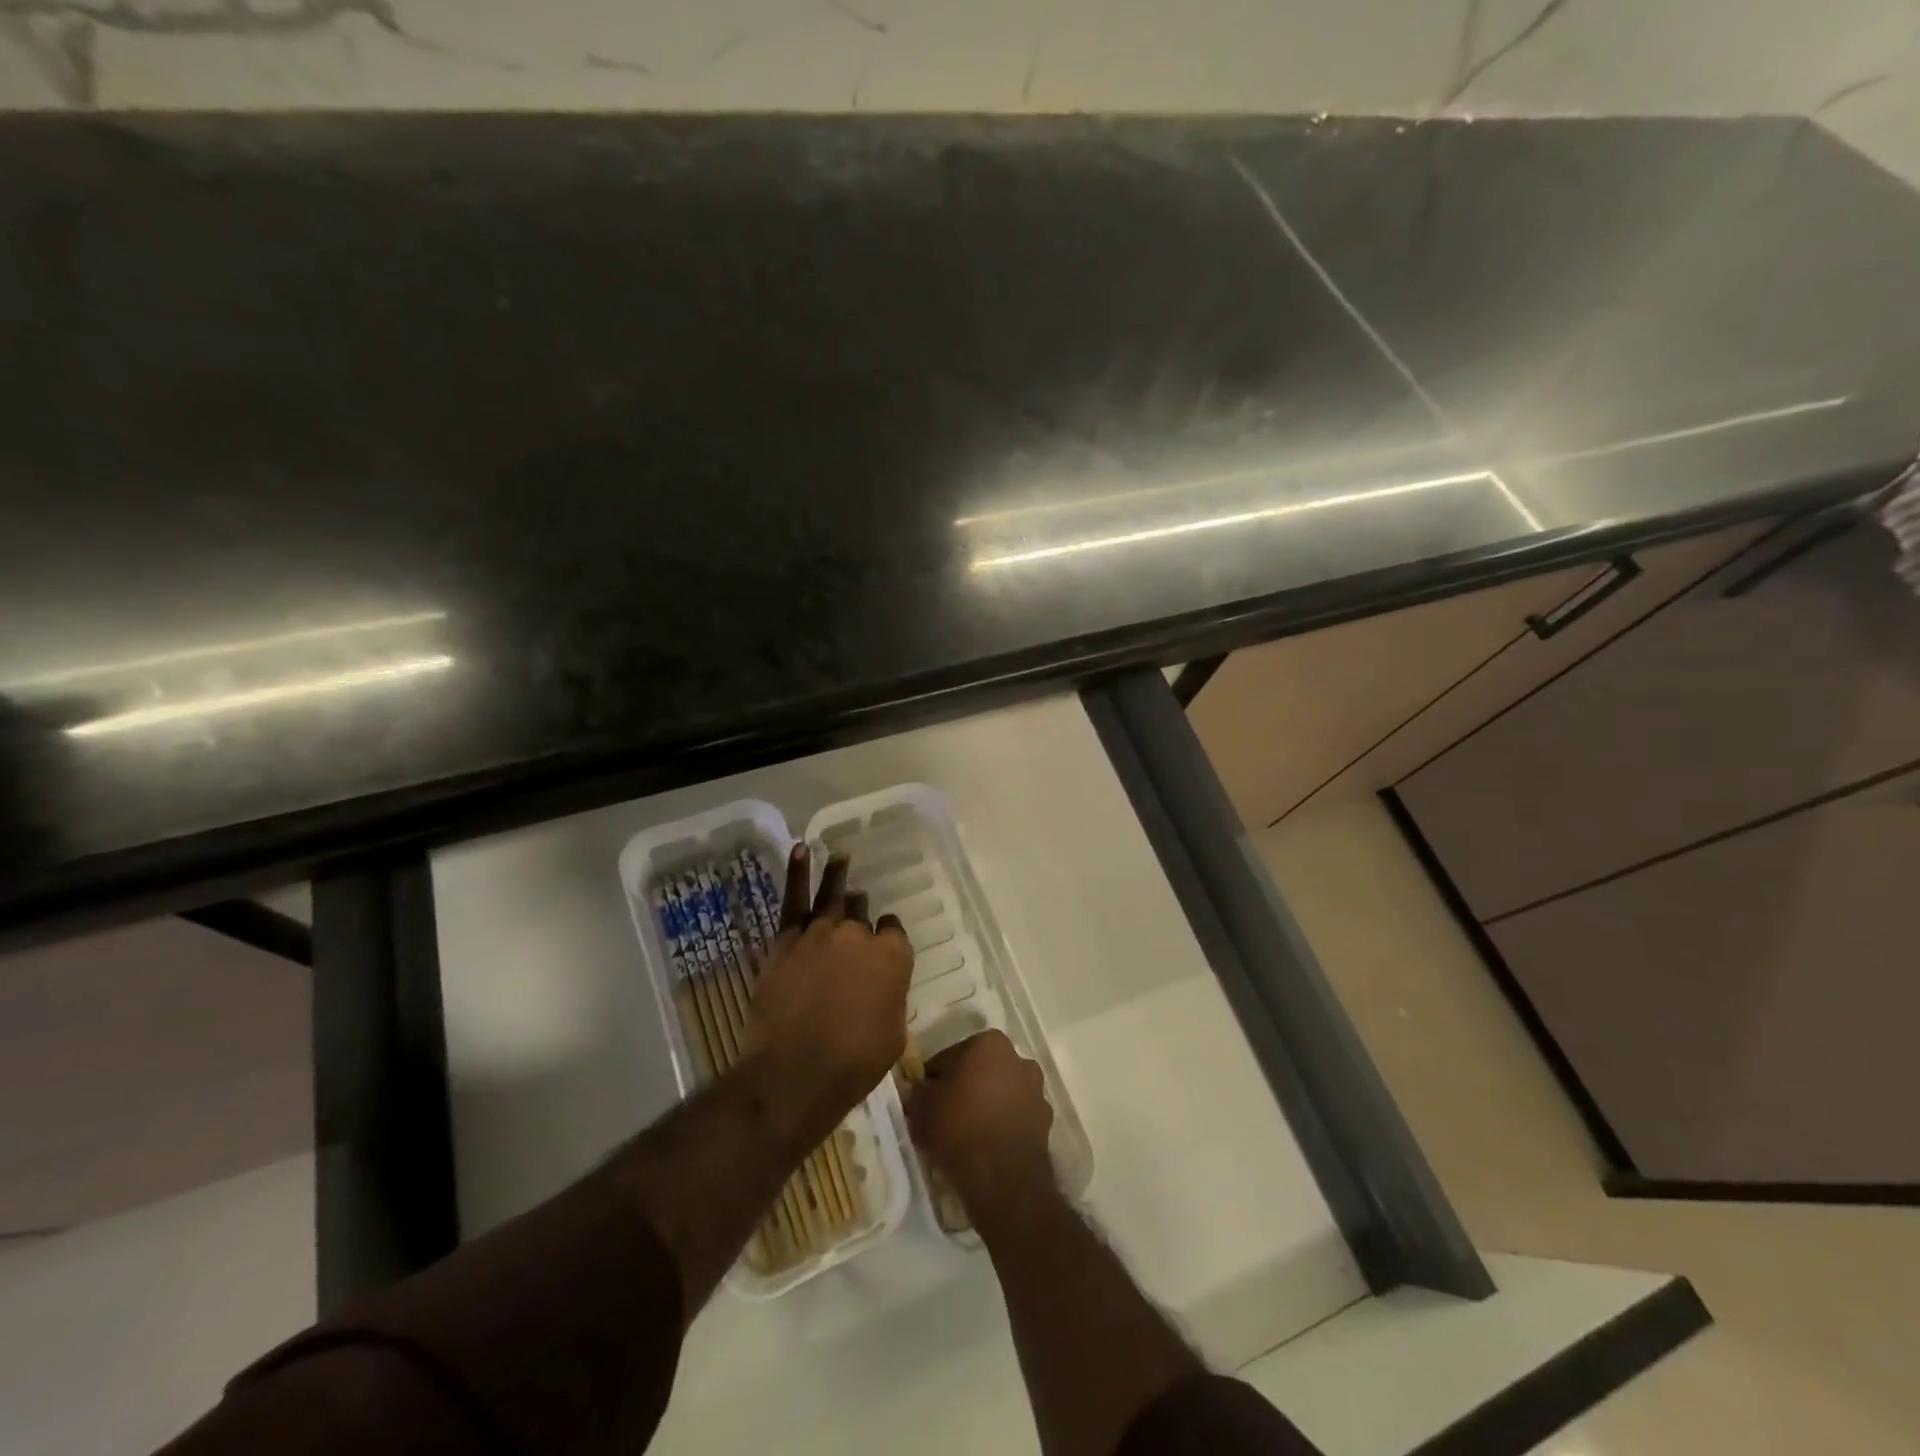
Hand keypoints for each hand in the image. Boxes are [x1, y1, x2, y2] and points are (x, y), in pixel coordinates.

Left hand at [746, 844, 914, 1123]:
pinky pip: (793, 899)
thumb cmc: (855, 1062)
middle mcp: (859, 935)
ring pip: (832, 896)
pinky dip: (796, 872)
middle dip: (860, 909)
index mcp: (893, 957)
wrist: (796, 1071)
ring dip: (837, 875)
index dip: (888, 936)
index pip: (893, 931)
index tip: (883, 942)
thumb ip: (891, 1000)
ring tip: (840, 856)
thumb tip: (881, 990)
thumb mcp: (893, 1036)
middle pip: (861, 912)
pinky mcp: (786, 941)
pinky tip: (800, 850)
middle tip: (857, 906)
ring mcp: (821, 933)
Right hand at [906, 1030, 1054, 1208]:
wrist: (1002, 1178)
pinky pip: (1016, 1117)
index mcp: (988, 1043)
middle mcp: (1017, 1057)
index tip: (925, 1100)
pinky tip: (987, 1146)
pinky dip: (1003, 1125)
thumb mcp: (921, 1107)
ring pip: (1001, 1092)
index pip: (949, 1057)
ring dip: (987, 1105)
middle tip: (944, 1115)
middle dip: (965, 1087)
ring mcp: (1036, 1090)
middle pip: (980, 1071)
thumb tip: (915, 1088)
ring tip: (967, 1134)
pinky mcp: (1046, 1121)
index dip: (933, 1079)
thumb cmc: (958, 1128)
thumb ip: (916, 1090)